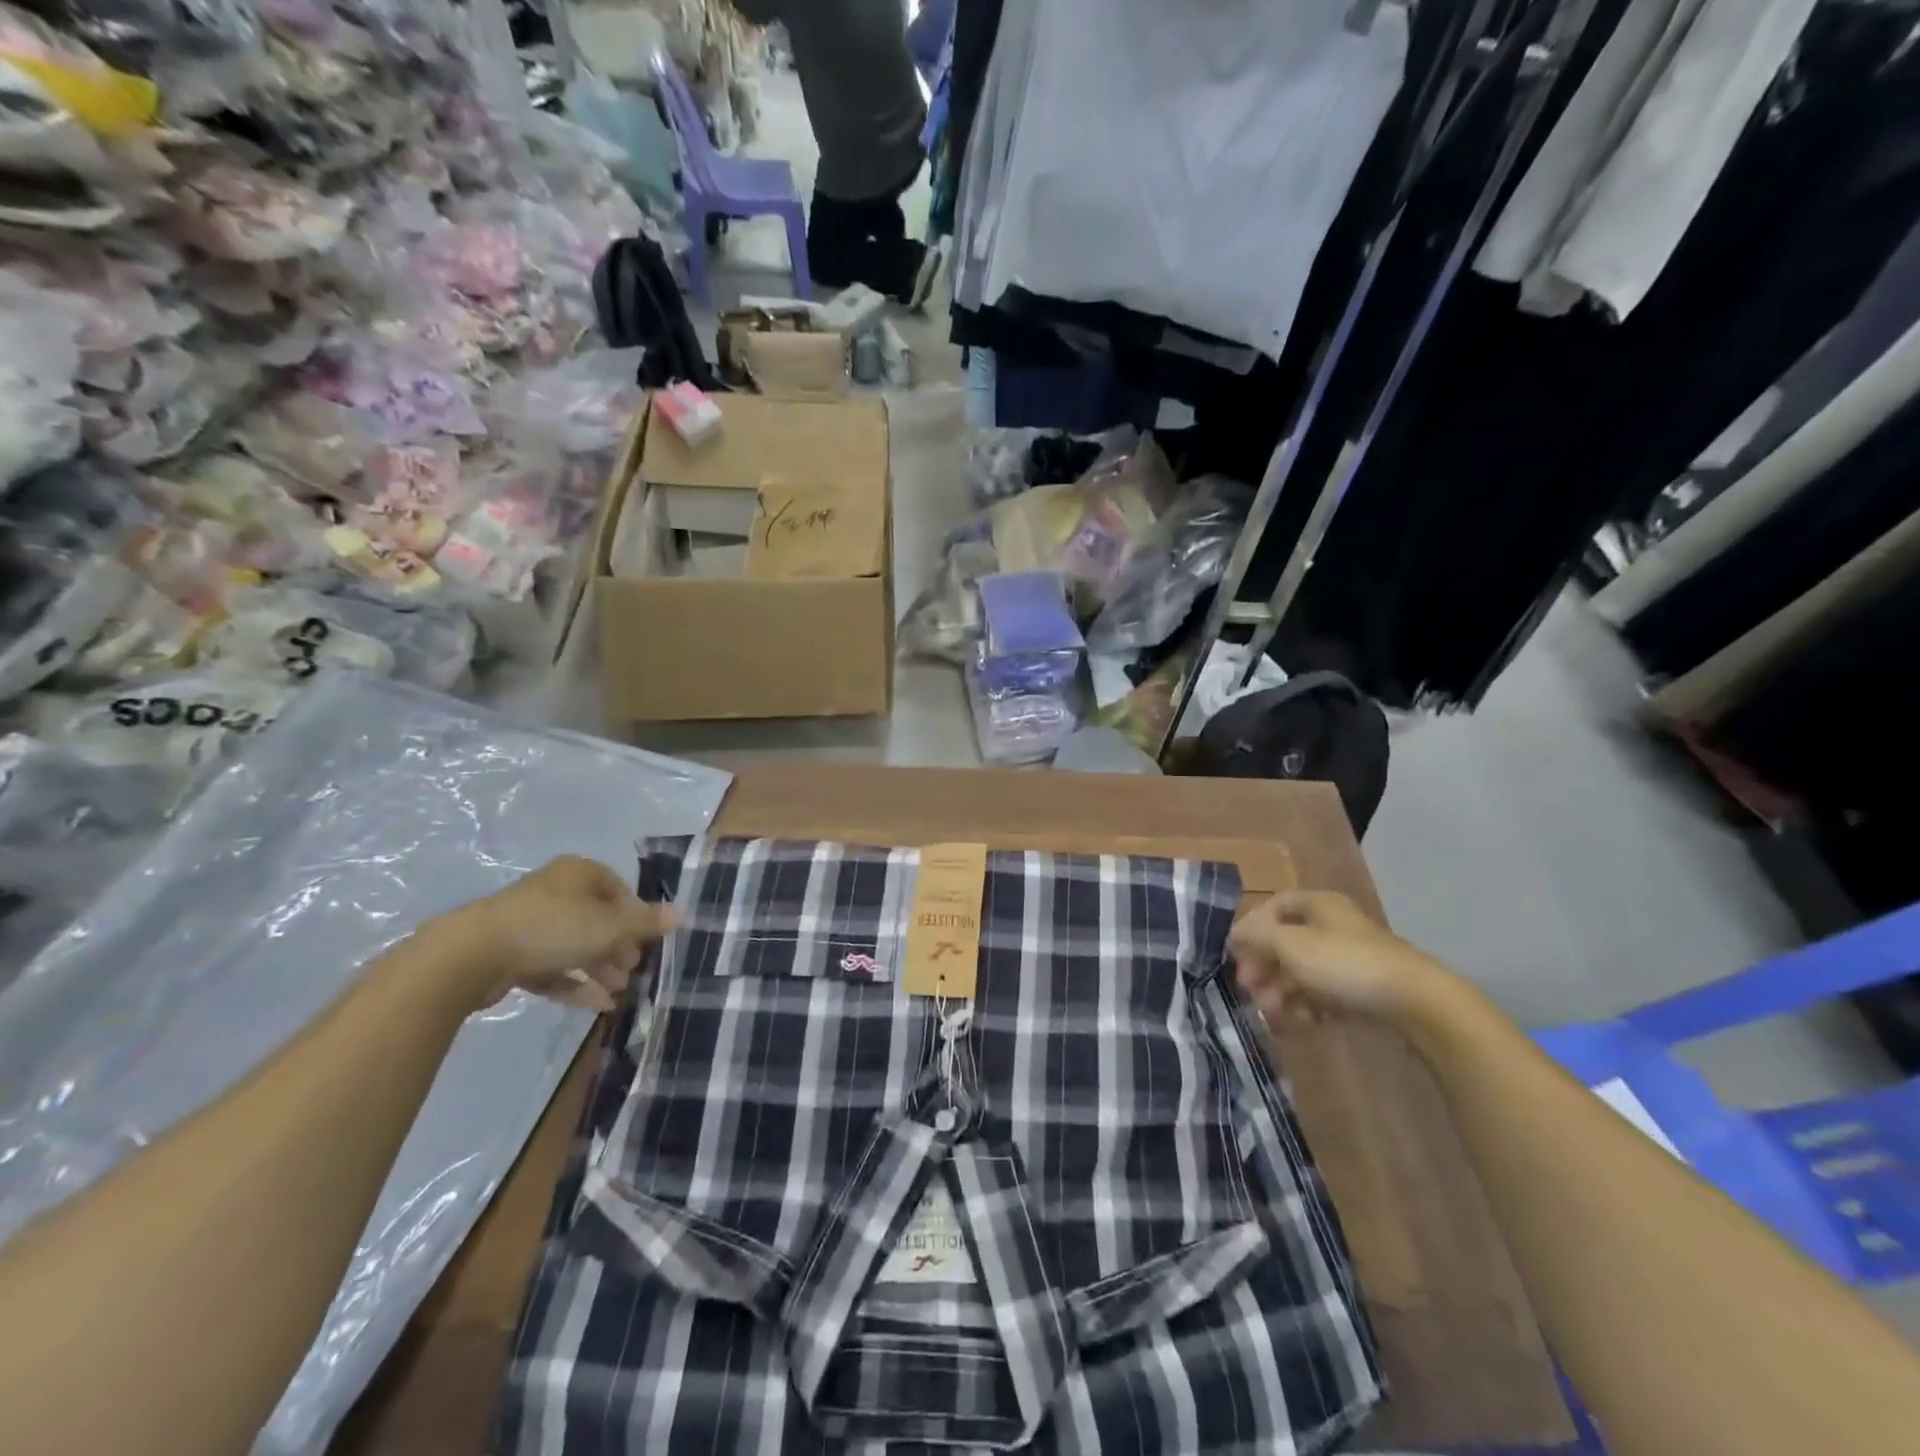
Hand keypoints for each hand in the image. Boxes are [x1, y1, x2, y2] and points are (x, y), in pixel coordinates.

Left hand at [438, 856, 676, 1012]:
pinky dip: (574, 984)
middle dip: (618, 948)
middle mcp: (555, 892)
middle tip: (633, 972)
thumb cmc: (552, 927)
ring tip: (618, 993)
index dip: (635, 916)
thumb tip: (683, 914)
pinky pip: (551, 968)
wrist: (471, 955)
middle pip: (597, 919)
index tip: (646, 942)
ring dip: (599, 969)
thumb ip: (646, 923)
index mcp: (578, 873)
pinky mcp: (510, 954)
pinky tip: (596, 1005)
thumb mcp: (610, 926)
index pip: (618, 890)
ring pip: (575, 945)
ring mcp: (529, 923)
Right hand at [1227, 889, 1453, 1027]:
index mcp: (1318, 905)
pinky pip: (1325, 994)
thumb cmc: (1344, 964)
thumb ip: (1256, 937)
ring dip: (1281, 992)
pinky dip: (1308, 1007)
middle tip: (1249, 990)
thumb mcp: (1290, 945)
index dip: (1251, 926)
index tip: (1236, 953)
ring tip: (1272, 1014)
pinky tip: (1302, 1024)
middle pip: (1286, 942)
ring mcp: (1351, 959)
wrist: (1417, 1004)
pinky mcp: (1364, 990)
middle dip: (1263, 967)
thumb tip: (1234, 934)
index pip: (1273, 905)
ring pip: (1303, 971)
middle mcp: (1333, 926)